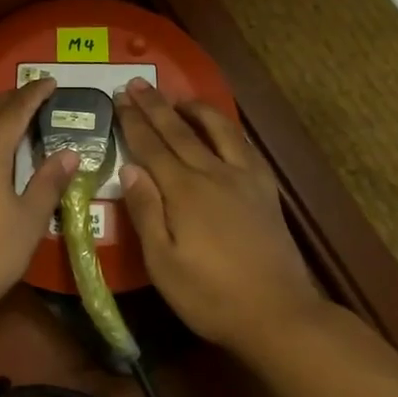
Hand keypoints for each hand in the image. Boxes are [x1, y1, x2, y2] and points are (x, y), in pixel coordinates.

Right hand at [116, 78, 334, 353]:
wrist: (278, 313)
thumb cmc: (210, 295)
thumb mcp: (162, 263)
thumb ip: (146, 211)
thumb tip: (129, 169)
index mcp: (184, 192)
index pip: (152, 147)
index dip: (134, 122)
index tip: (119, 99)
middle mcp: (214, 174)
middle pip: (180, 131)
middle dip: (156, 106)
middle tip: (138, 83)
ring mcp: (244, 180)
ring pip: (218, 130)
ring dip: (195, 109)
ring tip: (179, 97)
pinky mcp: (265, 191)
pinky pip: (245, 147)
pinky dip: (228, 129)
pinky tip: (223, 129)